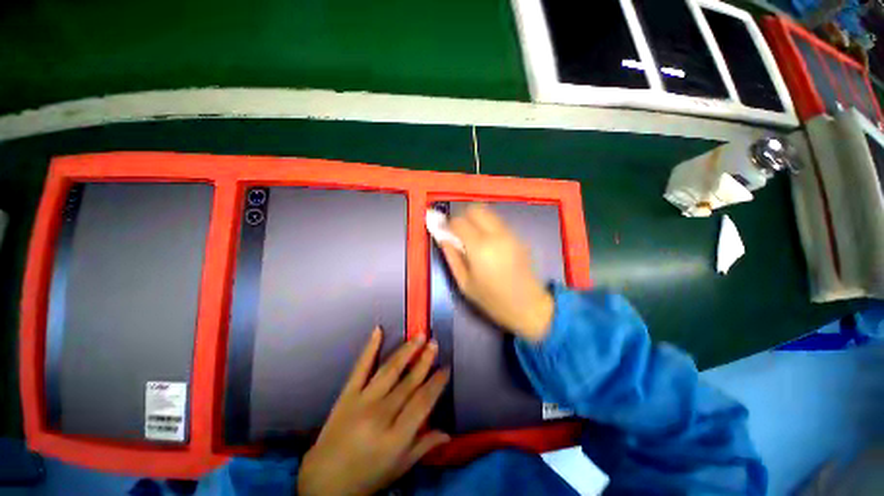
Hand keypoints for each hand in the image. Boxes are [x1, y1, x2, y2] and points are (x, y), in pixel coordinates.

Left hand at [297, 328, 449, 495]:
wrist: (323, 482)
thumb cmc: (366, 477)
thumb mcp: (399, 469)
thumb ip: (423, 447)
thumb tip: (448, 433)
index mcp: (396, 437)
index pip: (423, 402)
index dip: (436, 383)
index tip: (446, 368)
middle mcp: (380, 415)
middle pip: (408, 382)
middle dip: (424, 360)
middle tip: (434, 343)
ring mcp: (362, 401)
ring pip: (389, 370)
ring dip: (406, 351)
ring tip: (419, 336)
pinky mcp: (346, 394)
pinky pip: (360, 367)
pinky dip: (370, 348)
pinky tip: (378, 330)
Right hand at [440, 204, 553, 341]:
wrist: (528, 306)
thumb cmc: (492, 299)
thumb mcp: (464, 283)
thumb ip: (452, 257)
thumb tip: (443, 238)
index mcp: (479, 247)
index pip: (459, 222)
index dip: (448, 224)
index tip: (445, 232)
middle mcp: (496, 234)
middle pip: (476, 209)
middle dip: (464, 217)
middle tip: (459, 233)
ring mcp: (509, 234)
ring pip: (489, 213)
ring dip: (477, 220)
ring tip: (473, 239)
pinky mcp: (518, 237)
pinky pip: (498, 223)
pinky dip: (488, 226)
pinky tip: (488, 244)